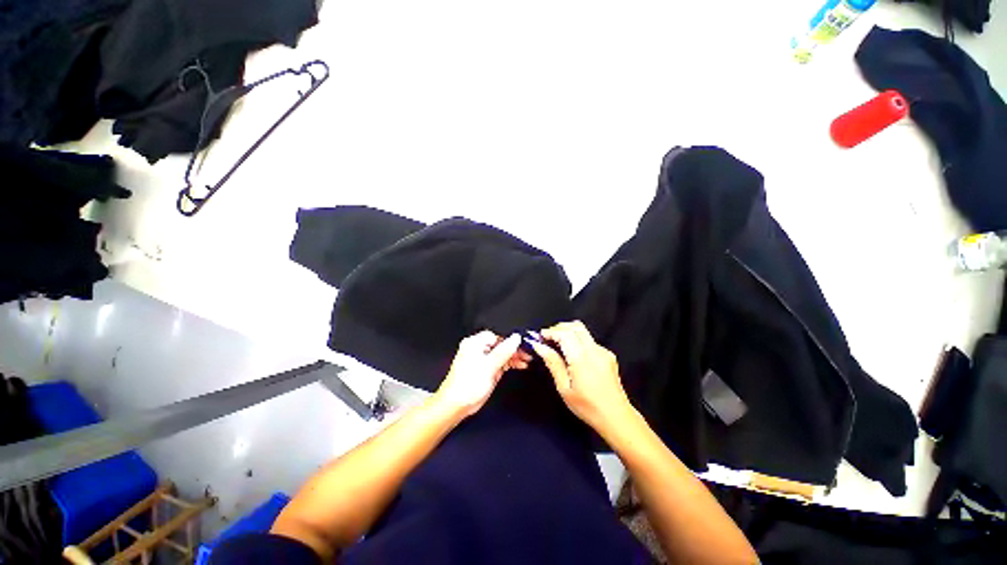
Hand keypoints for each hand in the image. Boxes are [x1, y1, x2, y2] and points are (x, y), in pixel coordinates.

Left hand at [435, 331, 530, 416]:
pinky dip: (509, 363)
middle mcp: (478, 348)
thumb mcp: (489, 366)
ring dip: (514, 356)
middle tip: (528, 354)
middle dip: (515, 349)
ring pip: (502, 353)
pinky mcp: (486, 369)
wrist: (456, 406)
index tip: (525, 344)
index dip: (511, 339)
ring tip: (527, 360)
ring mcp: (483, 358)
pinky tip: (520, 365)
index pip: (497, 335)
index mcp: (475, 342)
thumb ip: (504, 351)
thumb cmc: (469, 384)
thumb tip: (517, 337)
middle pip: (501, 344)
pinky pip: (500, 362)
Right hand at [530, 321, 632, 431]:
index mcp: (582, 358)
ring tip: (557, 345)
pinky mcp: (608, 355)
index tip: (540, 337)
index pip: (564, 333)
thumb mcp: (564, 388)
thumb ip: (553, 363)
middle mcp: (594, 350)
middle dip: (559, 328)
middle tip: (547, 338)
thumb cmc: (587, 406)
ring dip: (568, 332)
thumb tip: (540, 346)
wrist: (616, 417)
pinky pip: (590, 341)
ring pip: (583, 331)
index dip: (550, 331)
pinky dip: (578, 340)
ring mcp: (603, 351)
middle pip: (575, 326)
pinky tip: (573, 354)